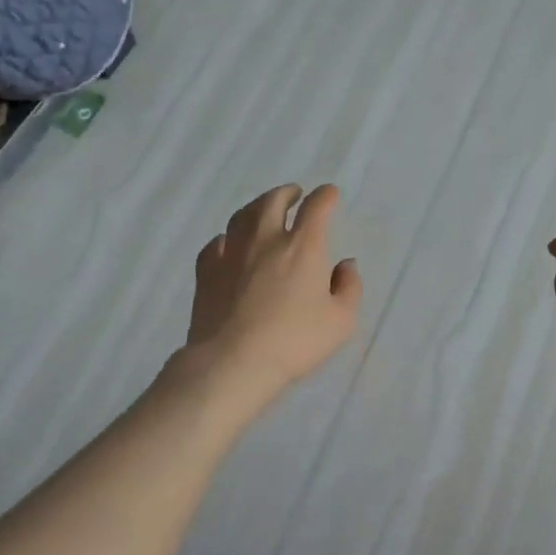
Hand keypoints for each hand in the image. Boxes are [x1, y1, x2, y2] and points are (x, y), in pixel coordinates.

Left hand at [187, 184, 362, 396]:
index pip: (316, 207)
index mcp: (303, 246)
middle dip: (286, 193)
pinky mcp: (206, 271)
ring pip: (242, 216)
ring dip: (256, 207)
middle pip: (273, 201)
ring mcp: (231, 252)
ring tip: (262, 211)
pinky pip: (215, 243)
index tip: (330, 194)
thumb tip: (346, 265)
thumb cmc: (294, 341)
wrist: (233, 361)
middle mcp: (266, 239)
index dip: (326, 196)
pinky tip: (227, 244)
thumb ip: (349, 288)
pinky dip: (226, 238)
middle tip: (293, 194)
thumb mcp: (340, 321)